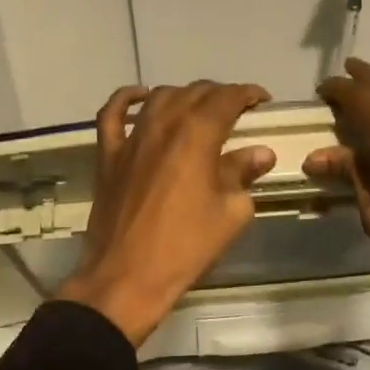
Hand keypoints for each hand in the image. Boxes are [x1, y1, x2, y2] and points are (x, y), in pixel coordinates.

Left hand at [57, 80, 276, 344]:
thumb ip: (243, 175)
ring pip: (159, 98)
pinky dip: (127, 100)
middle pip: (194, 93)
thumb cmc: (186, 246)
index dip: (247, 93)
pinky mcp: (108, 156)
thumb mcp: (230, 213)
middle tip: (236, 110)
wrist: (127, 277)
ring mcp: (131, 139)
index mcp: (197, 135)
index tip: (262, 101)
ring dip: (183, 96)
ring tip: (199, 108)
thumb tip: (260, 154)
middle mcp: (163, 125)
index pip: (226, 98)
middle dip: (219, 95)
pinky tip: (140, 96)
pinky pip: (112, 115)